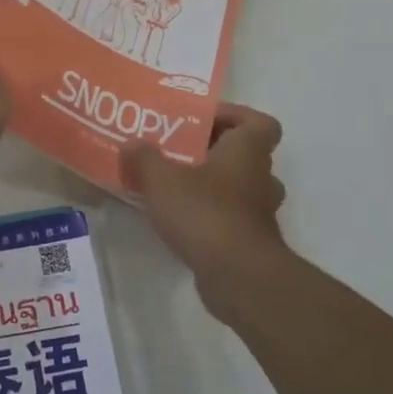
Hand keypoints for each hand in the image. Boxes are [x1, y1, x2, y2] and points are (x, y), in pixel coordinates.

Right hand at [120, 104, 286, 317]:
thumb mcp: (162, 180)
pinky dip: (211, 216)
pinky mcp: (250, 243)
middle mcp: (260, 178)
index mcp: (246, 152)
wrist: (238, 277)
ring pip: (240, 188)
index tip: (203, 121)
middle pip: (246, 154)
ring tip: (177, 187)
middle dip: (214, 152)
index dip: (235, 116)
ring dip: (214, 186)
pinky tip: (180, 221)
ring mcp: (259, 213)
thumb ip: (144, 158)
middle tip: (179, 153)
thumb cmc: (205, 213)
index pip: (260, 122)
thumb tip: (131, 145)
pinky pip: (232, 218)